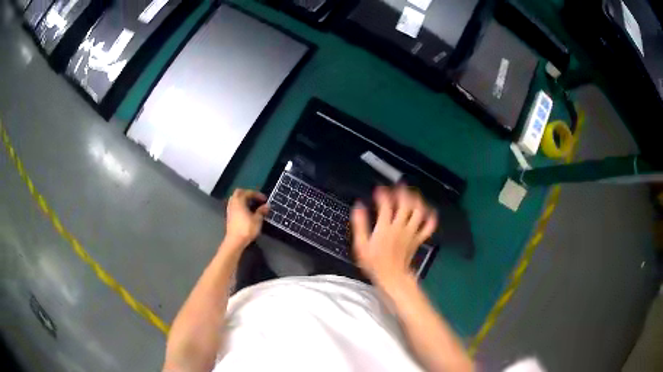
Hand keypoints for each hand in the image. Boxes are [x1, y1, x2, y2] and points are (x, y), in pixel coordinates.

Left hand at [224, 189, 269, 247]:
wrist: (235, 241)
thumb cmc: (246, 229)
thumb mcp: (257, 220)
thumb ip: (262, 211)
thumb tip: (267, 206)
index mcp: (239, 201)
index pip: (248, 193)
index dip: (257, 194)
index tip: (264, 199)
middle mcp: (233, 203)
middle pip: (239, 192)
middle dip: (248, 194)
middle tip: (256, 198)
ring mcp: (229, 209)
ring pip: (235, 199)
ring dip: (243, 199)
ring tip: (251, 204)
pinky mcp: (229, 216)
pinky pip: (234, 205)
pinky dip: (240, 205)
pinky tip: (246, 211)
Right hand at [351, 186, 437, 286]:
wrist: (392, 277)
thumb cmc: (375, 263)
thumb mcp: (361, 245)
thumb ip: (360, 224)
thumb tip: (358, 207)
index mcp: (385, 228)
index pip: (386, 205)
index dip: (383, 194)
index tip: (379, 189)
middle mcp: (400, 227)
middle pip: (405, 204)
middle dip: (403, 192)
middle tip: (399, 185)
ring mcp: (411, 233)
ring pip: (418, 212)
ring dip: (417, 200)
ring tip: (413, 194)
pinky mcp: (418, 239)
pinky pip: (428, 227)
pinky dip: (431, 218)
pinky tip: (430, 211)